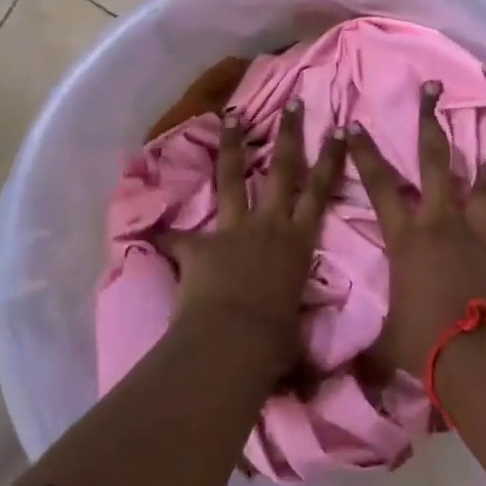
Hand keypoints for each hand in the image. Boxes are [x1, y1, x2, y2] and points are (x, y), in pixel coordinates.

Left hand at [163, 99, 346, 377]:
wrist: (233, 342)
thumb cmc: (275, 341)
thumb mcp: (297, 336)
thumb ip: (301, 339)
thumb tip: (318, 382)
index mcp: (298, 241)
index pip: (321, 191)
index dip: (331, 158)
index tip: (338, 127)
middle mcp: (270, 225)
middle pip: (284, 170)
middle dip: (290, 135)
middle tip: (294, 103)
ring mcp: (233, 230)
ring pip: (235, 178)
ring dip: (234, 146)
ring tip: (231, 116)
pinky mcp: (200, 245)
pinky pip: (176, 237)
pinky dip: (162, 234)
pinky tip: (146, 228)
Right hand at [349, 82, 485, 376]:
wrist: (475, 358)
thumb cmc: (422, 341)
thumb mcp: (383, 343)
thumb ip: (362, 348)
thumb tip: (325, 378)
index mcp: (407, 236)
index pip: (379, 185)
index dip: (365, 154)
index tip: (354, 123)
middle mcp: (441, 223)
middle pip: (436, 161)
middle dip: (431, 121)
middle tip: (434, 87)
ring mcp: (476, 235)